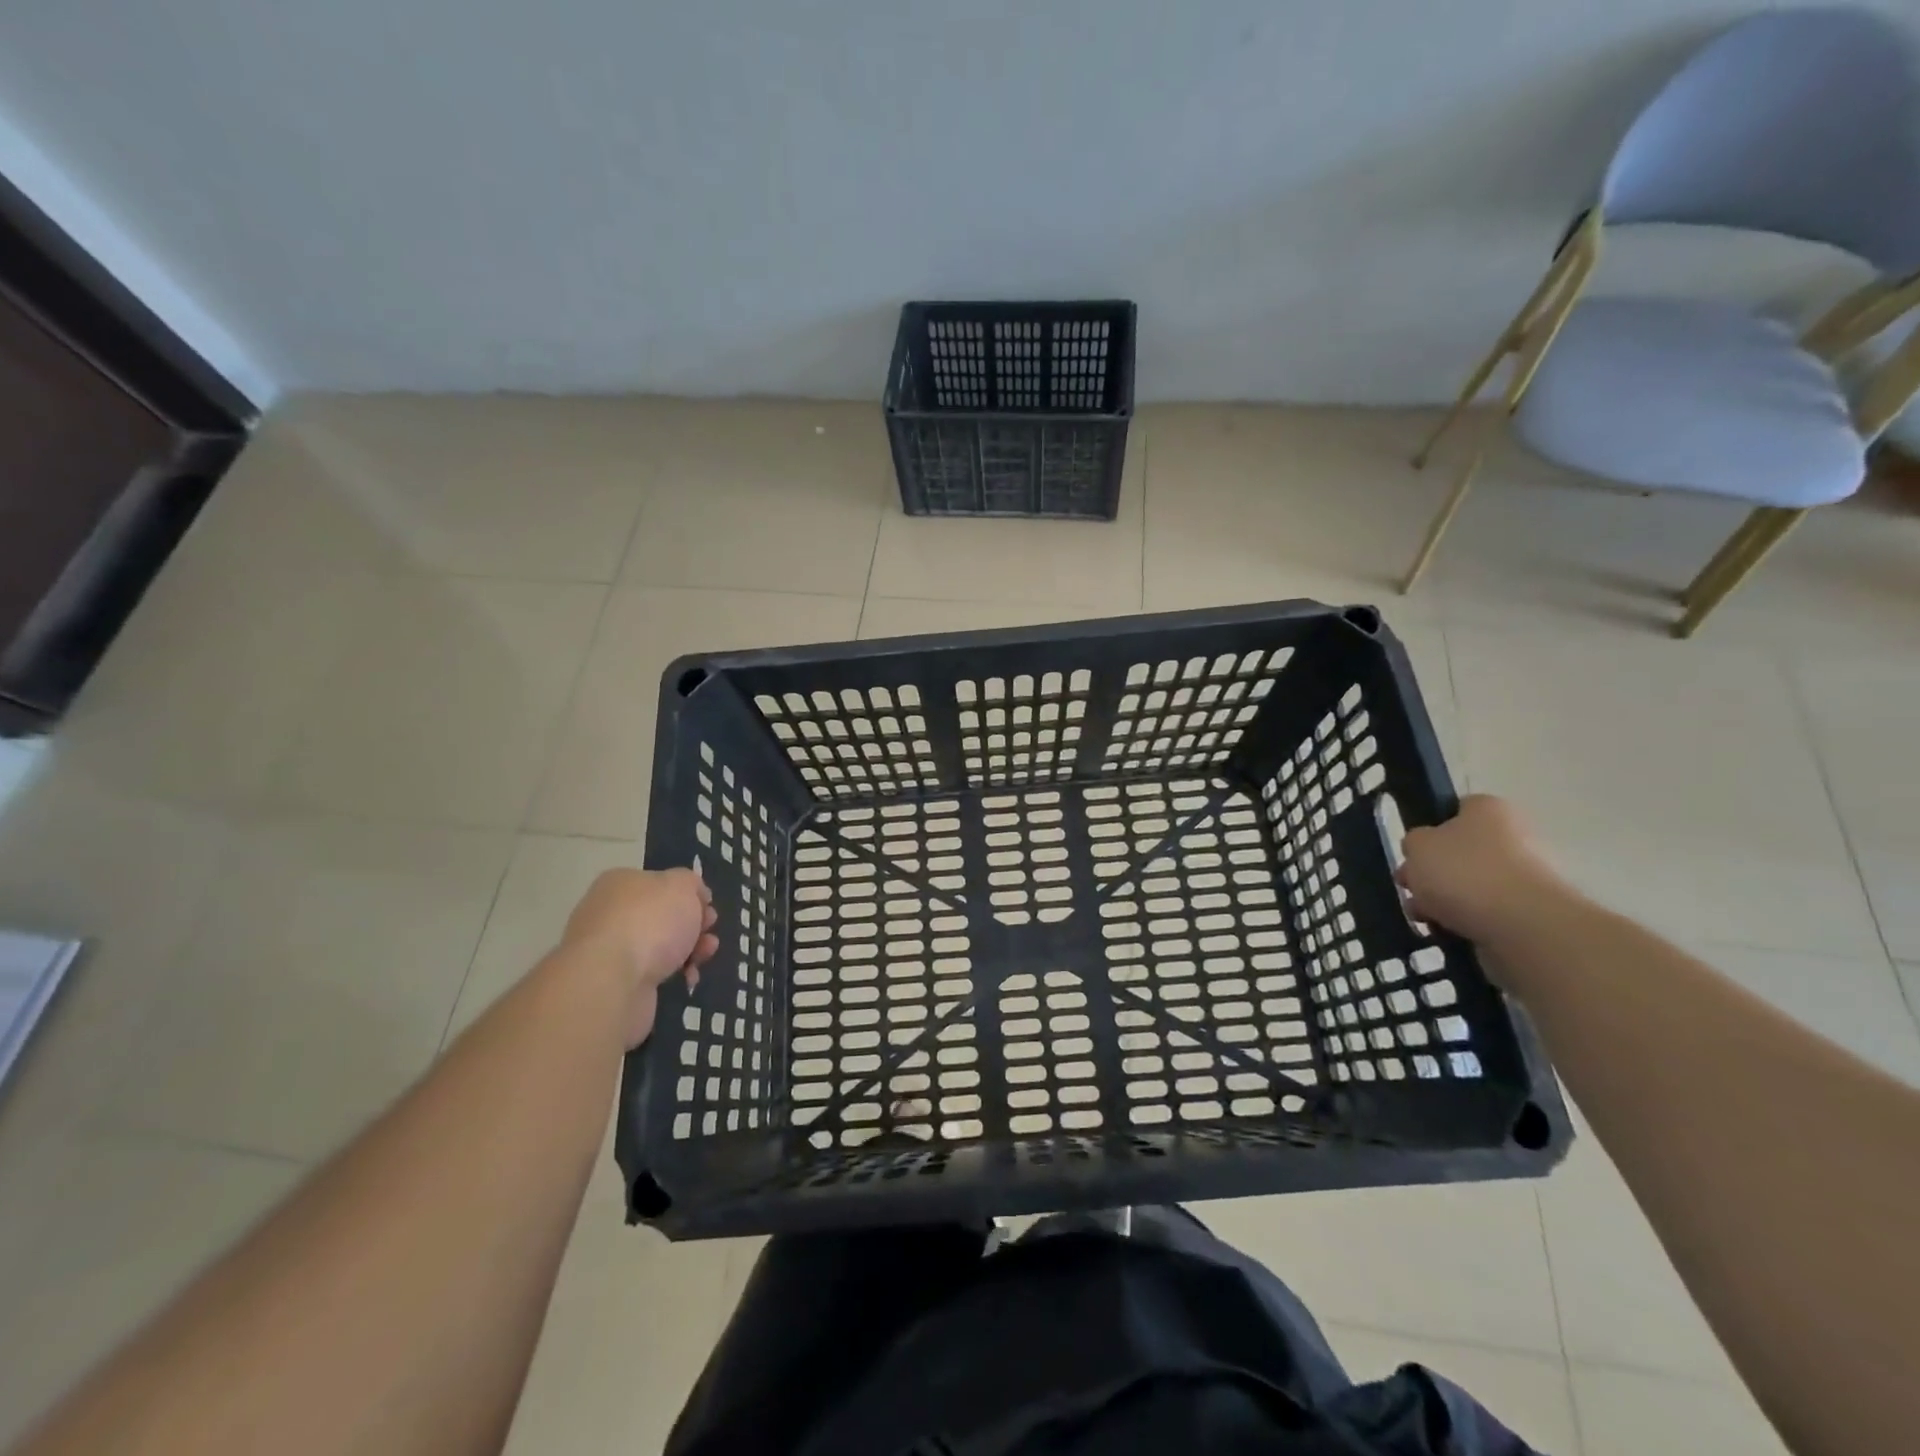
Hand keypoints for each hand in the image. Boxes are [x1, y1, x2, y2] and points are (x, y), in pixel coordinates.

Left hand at [561, 868, 717, 1046]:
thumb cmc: (649, 922)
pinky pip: (650, 974)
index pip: (659, 883)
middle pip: (661, 916)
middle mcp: (608, 914)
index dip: (689, 894)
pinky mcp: (612, 983)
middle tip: (709, 932)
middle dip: (692, 925)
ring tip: (705, 956)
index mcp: (620, 884)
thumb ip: (690, 883)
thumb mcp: (681, 886)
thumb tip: (692, 894)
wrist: (611, 982)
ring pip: (658, 946)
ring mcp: (608, 951)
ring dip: (688, 950)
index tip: (708, 906)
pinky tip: (687, 979)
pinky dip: (673, 975)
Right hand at [1396, 795, 1571, 945]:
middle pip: (1458, 852)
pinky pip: (1484, 914)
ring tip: (1424, 918)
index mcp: (1487, 809)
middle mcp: (1512, 836)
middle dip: (1431, 873)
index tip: (1412, 852)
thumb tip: (1423, 852)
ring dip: (1442, 901)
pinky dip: (1463, 922)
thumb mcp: (1417, 845)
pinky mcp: (1528, 913)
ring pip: (1468, 886)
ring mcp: (1524, 877)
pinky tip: (1446, 932)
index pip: (1454, 810)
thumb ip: (1413, 842)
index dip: (1428, 829)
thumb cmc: (1464, 872)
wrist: (1522, 926)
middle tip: (1410, 889)